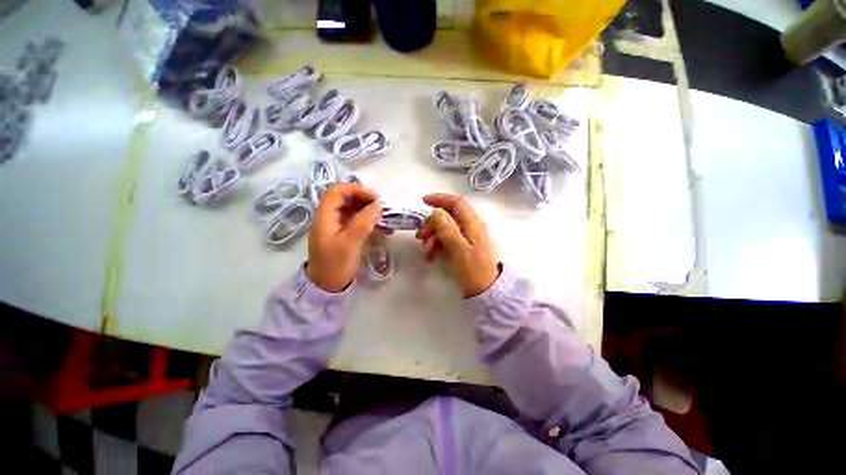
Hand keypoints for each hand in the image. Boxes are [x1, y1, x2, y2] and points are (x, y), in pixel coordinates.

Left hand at [307, 183, 382, 291]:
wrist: (326, 286)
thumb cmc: (335, 265)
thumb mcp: (350, 243)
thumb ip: (363, 222)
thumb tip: (378, 205)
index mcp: (325, 216)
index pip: (338, 191)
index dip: (357, 190)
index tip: (375, 199)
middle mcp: (329, 217)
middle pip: (346, 198)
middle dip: (365, 200)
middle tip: (382, 208)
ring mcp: (336, 225)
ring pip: (353, 209)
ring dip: (369, 210)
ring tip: (385, 218)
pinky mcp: (343, 233)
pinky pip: (356, 220)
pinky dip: (368, 220)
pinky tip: (381, 227)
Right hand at [416, 194, 499, 296]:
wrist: (484, 290)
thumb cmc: (472, 269)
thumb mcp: (458, 248)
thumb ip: (447, 228)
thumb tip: (436, 212)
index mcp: (472, 223)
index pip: (456, 203)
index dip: (440, 199)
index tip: (423, 201)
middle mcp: (470, 226)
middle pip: (447, 216)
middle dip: (431, 224)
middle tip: (420, 236)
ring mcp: (466, 236)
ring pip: (444, 228)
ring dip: (432, 236)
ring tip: (426, 251)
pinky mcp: (462, 246)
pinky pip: (446, 239)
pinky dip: (436, 244)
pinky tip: (431, 256)